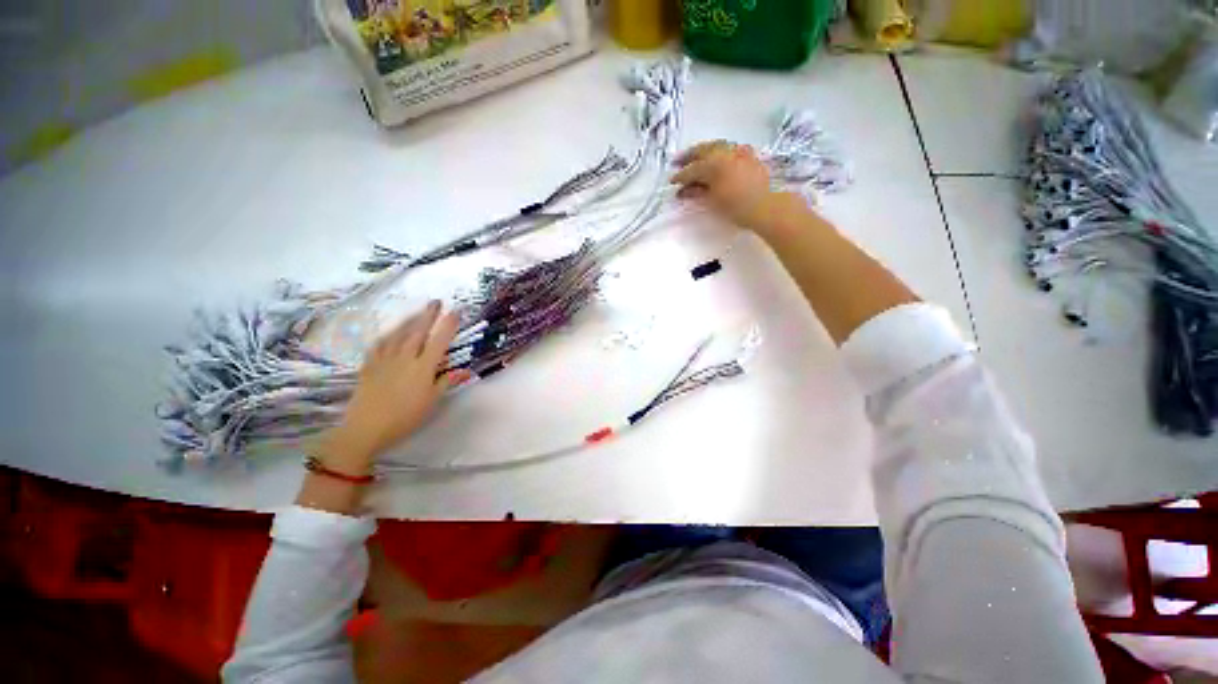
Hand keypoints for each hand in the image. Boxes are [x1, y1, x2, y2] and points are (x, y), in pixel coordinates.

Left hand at [316, 301, 465, 472]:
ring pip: (398, 335)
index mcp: (423, 367)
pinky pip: (379, 345)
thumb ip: (446, 382)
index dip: (448, 325)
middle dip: (428, 315)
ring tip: (416, 312)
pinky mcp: (369, 366)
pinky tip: (390, 333)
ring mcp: (384, 360)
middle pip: (418, 332)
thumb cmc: (405, 417)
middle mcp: (405, 358)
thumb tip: (466, 370)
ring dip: (409, 321)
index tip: (455, 312)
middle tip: (435, 301)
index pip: (439, 341)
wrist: (365, 428)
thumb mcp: (432, 401)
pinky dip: (387, 336)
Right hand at [672, 141, 774, 227]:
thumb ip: (698, 193)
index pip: (692, 169)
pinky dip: (719, 152)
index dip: (680, 176)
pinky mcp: (749, 155)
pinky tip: (717, 159)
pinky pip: (729, 149)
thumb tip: (685, 191)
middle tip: (678, 162)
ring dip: (703, 152)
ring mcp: (739, 151)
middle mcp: (725, 152)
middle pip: (703, 150)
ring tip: (695, 159)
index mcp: (713, 164)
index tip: (672, 182)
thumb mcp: (713, 202)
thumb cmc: (736, 207)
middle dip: (689, 157)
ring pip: (716, 146)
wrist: (766, 207)